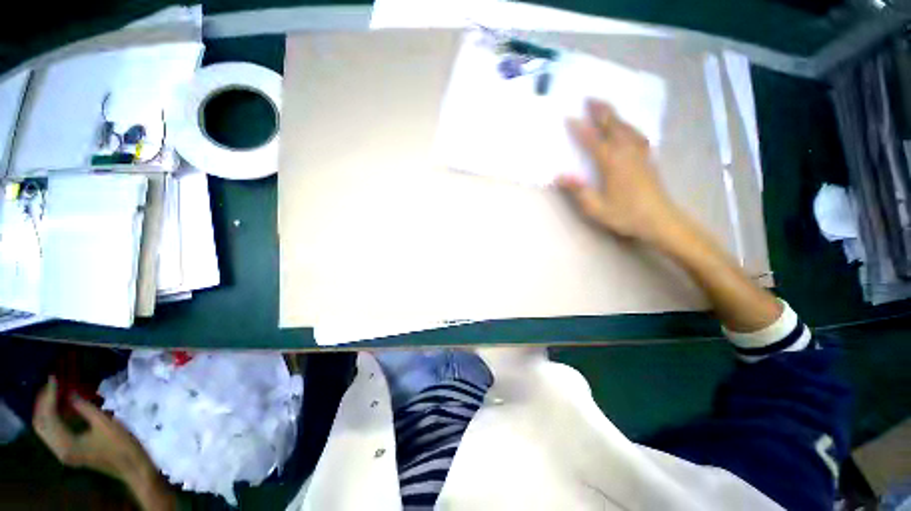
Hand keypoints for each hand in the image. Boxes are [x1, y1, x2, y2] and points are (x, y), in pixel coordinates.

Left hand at [33, 377, 174, 510]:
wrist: (131, 466)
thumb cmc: (121, 444)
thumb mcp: (105, 423)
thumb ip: (84, 408)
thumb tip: (70, 392)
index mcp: (65, 444)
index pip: (48, 416)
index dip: (49, 395)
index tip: (55, 378)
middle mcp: (58, 449)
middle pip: (40, 424)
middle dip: (43, 402)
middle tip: (51, 383)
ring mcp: (63, 452)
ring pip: (44, 429)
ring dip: (46, 409)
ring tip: (55, 392)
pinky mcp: (68, 451)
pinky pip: (52, 433)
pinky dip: (53, 417)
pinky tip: (62, 408)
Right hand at [558, 99, 678, 242]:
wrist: (660, 220)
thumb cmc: (626, 215)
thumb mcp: (596, 208)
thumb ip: (578, 190)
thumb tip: (560, 175)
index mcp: (612, 162)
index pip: (593, 140)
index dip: (580, 129)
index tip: (569, 117)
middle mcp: (627, 152)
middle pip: (613, 125)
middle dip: (601, 111)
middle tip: (589, 98)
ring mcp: (640, 153)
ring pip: (626, 127)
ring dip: (614, 115)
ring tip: (605, 107)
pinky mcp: (648, 158)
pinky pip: (637, 134)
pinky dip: (629, 126)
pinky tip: (627, 127)